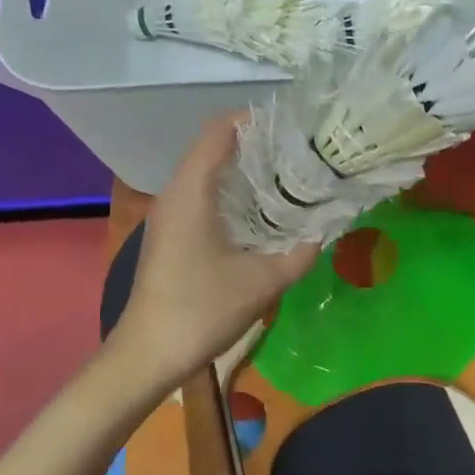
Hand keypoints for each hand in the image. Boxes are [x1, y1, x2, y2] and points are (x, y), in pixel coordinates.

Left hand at [112, 115, 319, 387]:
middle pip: (214, 147)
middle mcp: (176, 194)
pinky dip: (233, 192)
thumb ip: (301, 250)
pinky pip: (203, 195)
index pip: (219, 131)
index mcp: (191, 192)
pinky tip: (262, 212)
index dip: (255, 120)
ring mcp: (169, 214)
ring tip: (289, 177)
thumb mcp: (264, 281)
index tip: (294, 127)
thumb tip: (325, 227)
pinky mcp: (171, 234)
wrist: (149, 354)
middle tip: (301, 152)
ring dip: (245, 170)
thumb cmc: (202, 310)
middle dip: (257, 144)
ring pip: (208, 172)